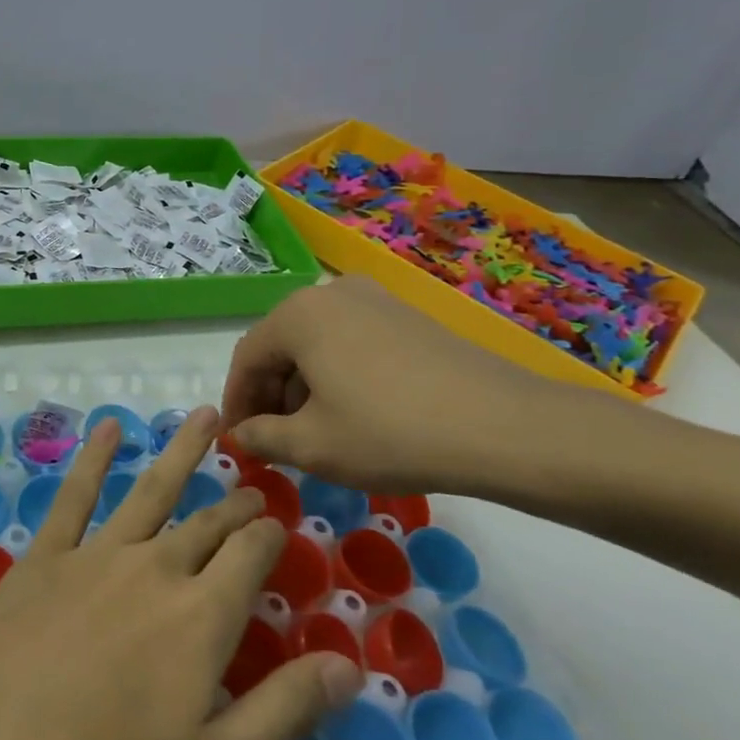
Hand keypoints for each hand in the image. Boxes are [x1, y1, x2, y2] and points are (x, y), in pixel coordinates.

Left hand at [0, 407, 361, 739]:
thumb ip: (288, 710)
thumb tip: (349, 664)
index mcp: (202, 616)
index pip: (249, 556)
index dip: (269, 536)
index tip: (279, 523)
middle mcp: (154, 568)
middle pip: (205, 524)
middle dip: (234, 504)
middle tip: (252, 487)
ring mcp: (95, 554)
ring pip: (150, 490)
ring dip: (181, 452)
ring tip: (204, 417)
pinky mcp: (44, 556)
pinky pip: (75, 494)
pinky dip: (95, 457)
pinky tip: (109, 428)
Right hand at [221, 277, 614, 495]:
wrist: (502, 427)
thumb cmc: (389, 432)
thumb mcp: (312, 445)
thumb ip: (262, 437)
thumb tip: (241, 435)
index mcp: (298, 314)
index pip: (247, 357)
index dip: (236, 402)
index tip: (236, 440)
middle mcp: (331, 294)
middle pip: (282, 347)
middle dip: (270, 395)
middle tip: (273, 441)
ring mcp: (375, 300)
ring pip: (317, 345)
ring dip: (304, 388)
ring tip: (313, 434)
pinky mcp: (407, 318)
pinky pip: (352, 344)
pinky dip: (338, 377)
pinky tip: (353, 415)